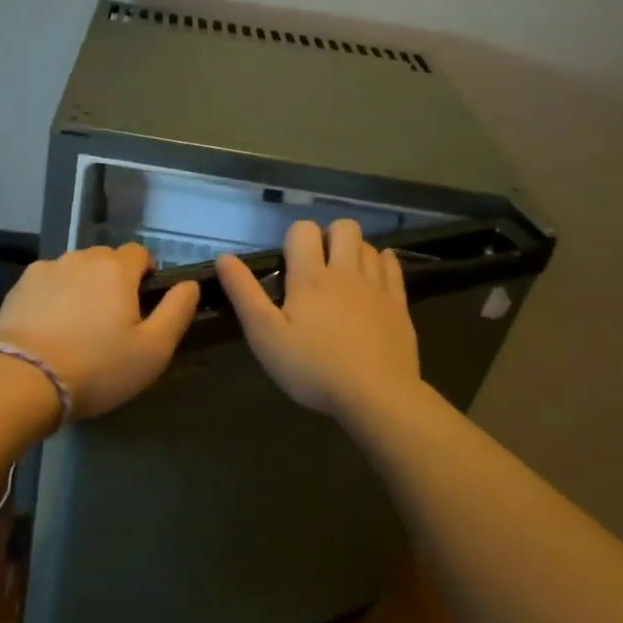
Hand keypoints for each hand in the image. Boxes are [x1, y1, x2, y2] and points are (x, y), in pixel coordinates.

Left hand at [0, 243, 199, 418]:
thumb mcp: (153, 350)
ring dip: (82, 288)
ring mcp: (45, 270)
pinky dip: (54, 299)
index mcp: (115, 268)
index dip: (146, 275)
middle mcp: (80, 258)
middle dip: (114, 282)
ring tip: (79, 328)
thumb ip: (177, 311)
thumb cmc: (97, 367)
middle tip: (113, 323)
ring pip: (74, 271)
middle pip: (105, 260)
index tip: (143, 307)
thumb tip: (189, 284)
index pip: (140, 253)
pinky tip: (51, 329)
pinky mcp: (18, 288)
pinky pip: (47, 285)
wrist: (22, 381)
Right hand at [216, 218, 420, 421]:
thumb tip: (224, 258)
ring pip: (369, 245)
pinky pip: (393, 266)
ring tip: (342, 276)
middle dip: (328, 237)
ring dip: (354, 251)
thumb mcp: (265, 335)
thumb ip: (244, 293)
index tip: (288, 266)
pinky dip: (381, 263)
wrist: (375, 395)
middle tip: (317, 267)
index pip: (303, 230)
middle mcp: (346, 272)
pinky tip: (371, 280)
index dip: (293, 239)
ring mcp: (377, 287)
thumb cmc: (312, 367)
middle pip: (344, 227)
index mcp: (310, 277)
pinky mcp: (398, 305)